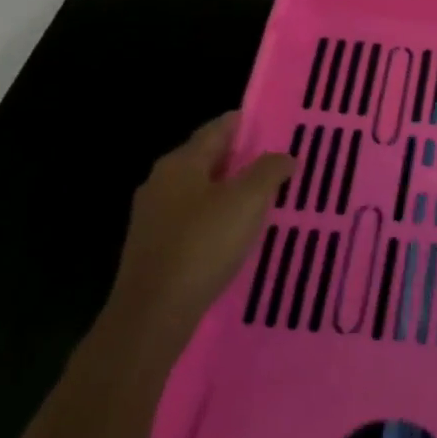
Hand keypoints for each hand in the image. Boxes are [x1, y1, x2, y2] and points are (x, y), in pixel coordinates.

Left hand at [98, 113, 294, 375]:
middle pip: (207, 159)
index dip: (246, 123)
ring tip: (263, 198)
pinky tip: (236, 233)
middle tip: (276, 163)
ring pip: (200, 191)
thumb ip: (269, 171)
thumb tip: (284, 156)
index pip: (217, 129)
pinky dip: (216, 217)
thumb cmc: (202, 245)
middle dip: (241, 159)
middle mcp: (161, 182)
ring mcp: (153, 216)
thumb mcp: (247, 201)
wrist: (152, 313)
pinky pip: (192, 219)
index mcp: (180, 163)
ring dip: (229, 191)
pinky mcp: (154, 247)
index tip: (274, 124)